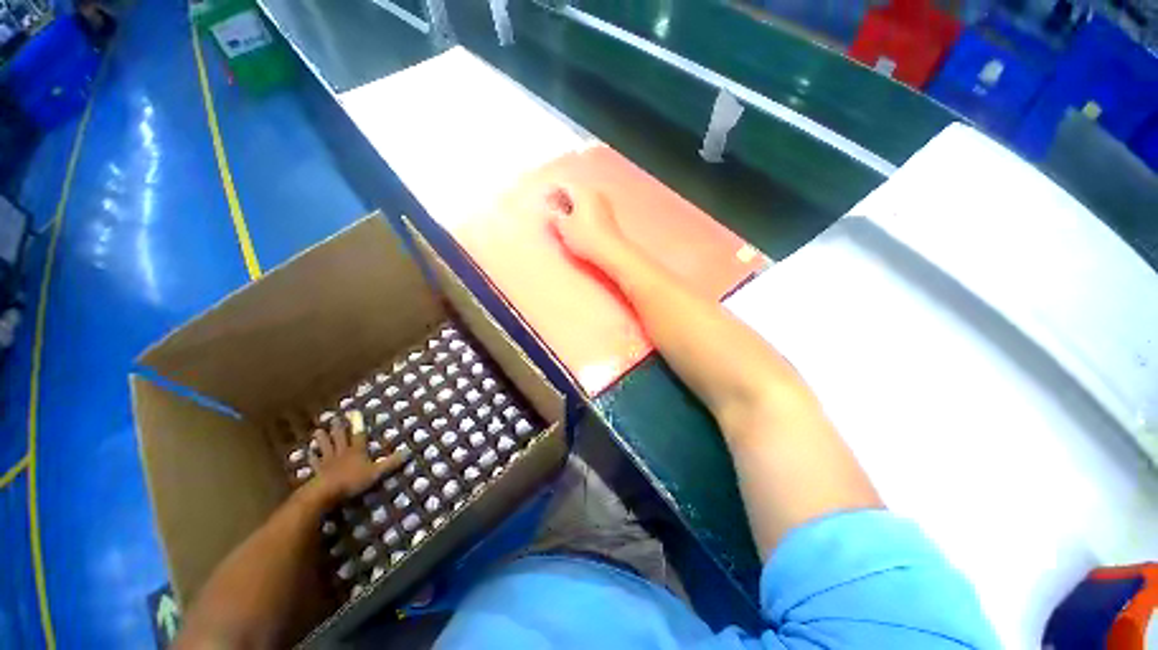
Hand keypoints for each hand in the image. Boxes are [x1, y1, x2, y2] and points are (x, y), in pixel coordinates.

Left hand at [308, 413, 407, 503]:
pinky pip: (315, 463)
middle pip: (340, 438)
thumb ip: (390, 463)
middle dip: (338, 428)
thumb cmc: (353, 481)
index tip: (354, 412)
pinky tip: (308, 454)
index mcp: (357, 451)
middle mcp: (342, 453)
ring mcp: (328, 462)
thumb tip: (408, 451)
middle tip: (335, 418)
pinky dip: (312, 458)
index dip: (357, 424)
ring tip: (318, 431)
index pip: (359, 435)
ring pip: (325, 447)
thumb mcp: (376, 472)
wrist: (325, 493)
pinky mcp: (318, 473)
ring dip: (322, 440)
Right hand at [545, 184, 630, 267]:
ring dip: (575, 209)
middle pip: (576, 193)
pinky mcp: (610, 218)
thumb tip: (550, 210)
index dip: (552, 193)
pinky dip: (584, 216)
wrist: (611, 251)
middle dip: (564, 200)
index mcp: (583, 191)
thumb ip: (554, 215)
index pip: (563, 186)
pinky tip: (580, 228)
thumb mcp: (564, 227)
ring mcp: (606, 205)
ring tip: (565, 221)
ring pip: (585, 202)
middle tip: (554, 210)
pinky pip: (593, 212)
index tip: (545, 202)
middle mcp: (596, 193)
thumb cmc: (587, 238)